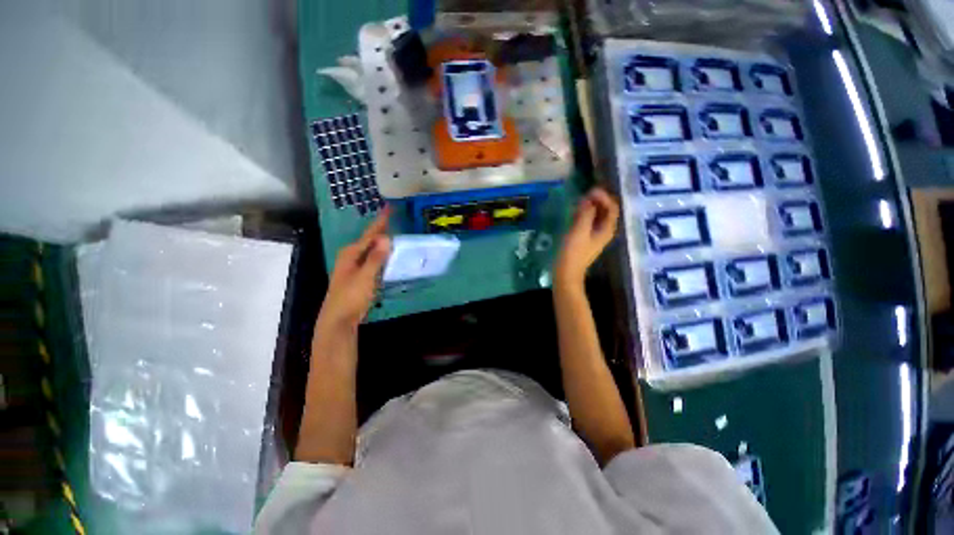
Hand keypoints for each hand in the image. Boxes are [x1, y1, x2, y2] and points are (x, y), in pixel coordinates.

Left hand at [316, 209, 391, 330]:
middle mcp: (351, 257)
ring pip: (371, 251)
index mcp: (351, 253)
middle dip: (381, 230)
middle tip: (395, 220)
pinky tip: (389, 257)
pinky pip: (372, 261)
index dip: (381, 221)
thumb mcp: (365, 277)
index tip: (389, 208)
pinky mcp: (359, 277)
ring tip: (395, 234)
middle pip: (370, 240)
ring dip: (382, 243)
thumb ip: (376, 258)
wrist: (338, 320)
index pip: (370, 234)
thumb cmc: (351, 297)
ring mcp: (354, 267)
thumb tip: (386, 238)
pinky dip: (381, 256)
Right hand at [554, 188, 619, 289]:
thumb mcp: (579, 230)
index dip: (603, 196)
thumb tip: (589, 199)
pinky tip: (574, 212)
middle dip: (597, 200)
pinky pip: (588, 222)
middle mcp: (604, 231)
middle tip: (584, 194)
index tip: (590, 190)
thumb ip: (586, 213)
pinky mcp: (585, 239)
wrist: (566, 272)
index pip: (612, 207)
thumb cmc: (573, 252)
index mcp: (606, 229)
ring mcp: (594, 235)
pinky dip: (583, 215)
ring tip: (578, 201)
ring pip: (596, 216)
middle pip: (605, 211)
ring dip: (590, 207)